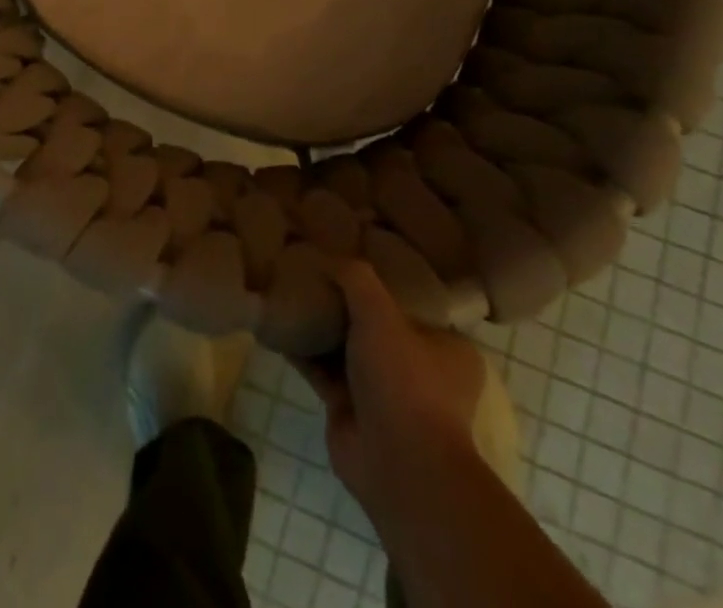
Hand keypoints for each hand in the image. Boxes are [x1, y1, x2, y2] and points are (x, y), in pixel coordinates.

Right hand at [294, 262, 488, 537]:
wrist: (398, 467)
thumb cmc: (404, 382)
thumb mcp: (381, 313)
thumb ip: (355, 278)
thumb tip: (326, 255)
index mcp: (446, 348)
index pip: (410, 302)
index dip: (380, 280)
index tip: (348, 256)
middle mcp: (418, 369)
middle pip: (373, 322)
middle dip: (343, 301)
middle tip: (310, 267)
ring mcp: (383, 392)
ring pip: (345, 346)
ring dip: (319, 323)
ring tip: (286, 287)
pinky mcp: (350, 410)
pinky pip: (321, 369)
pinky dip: (301, 349)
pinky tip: (276, 323)